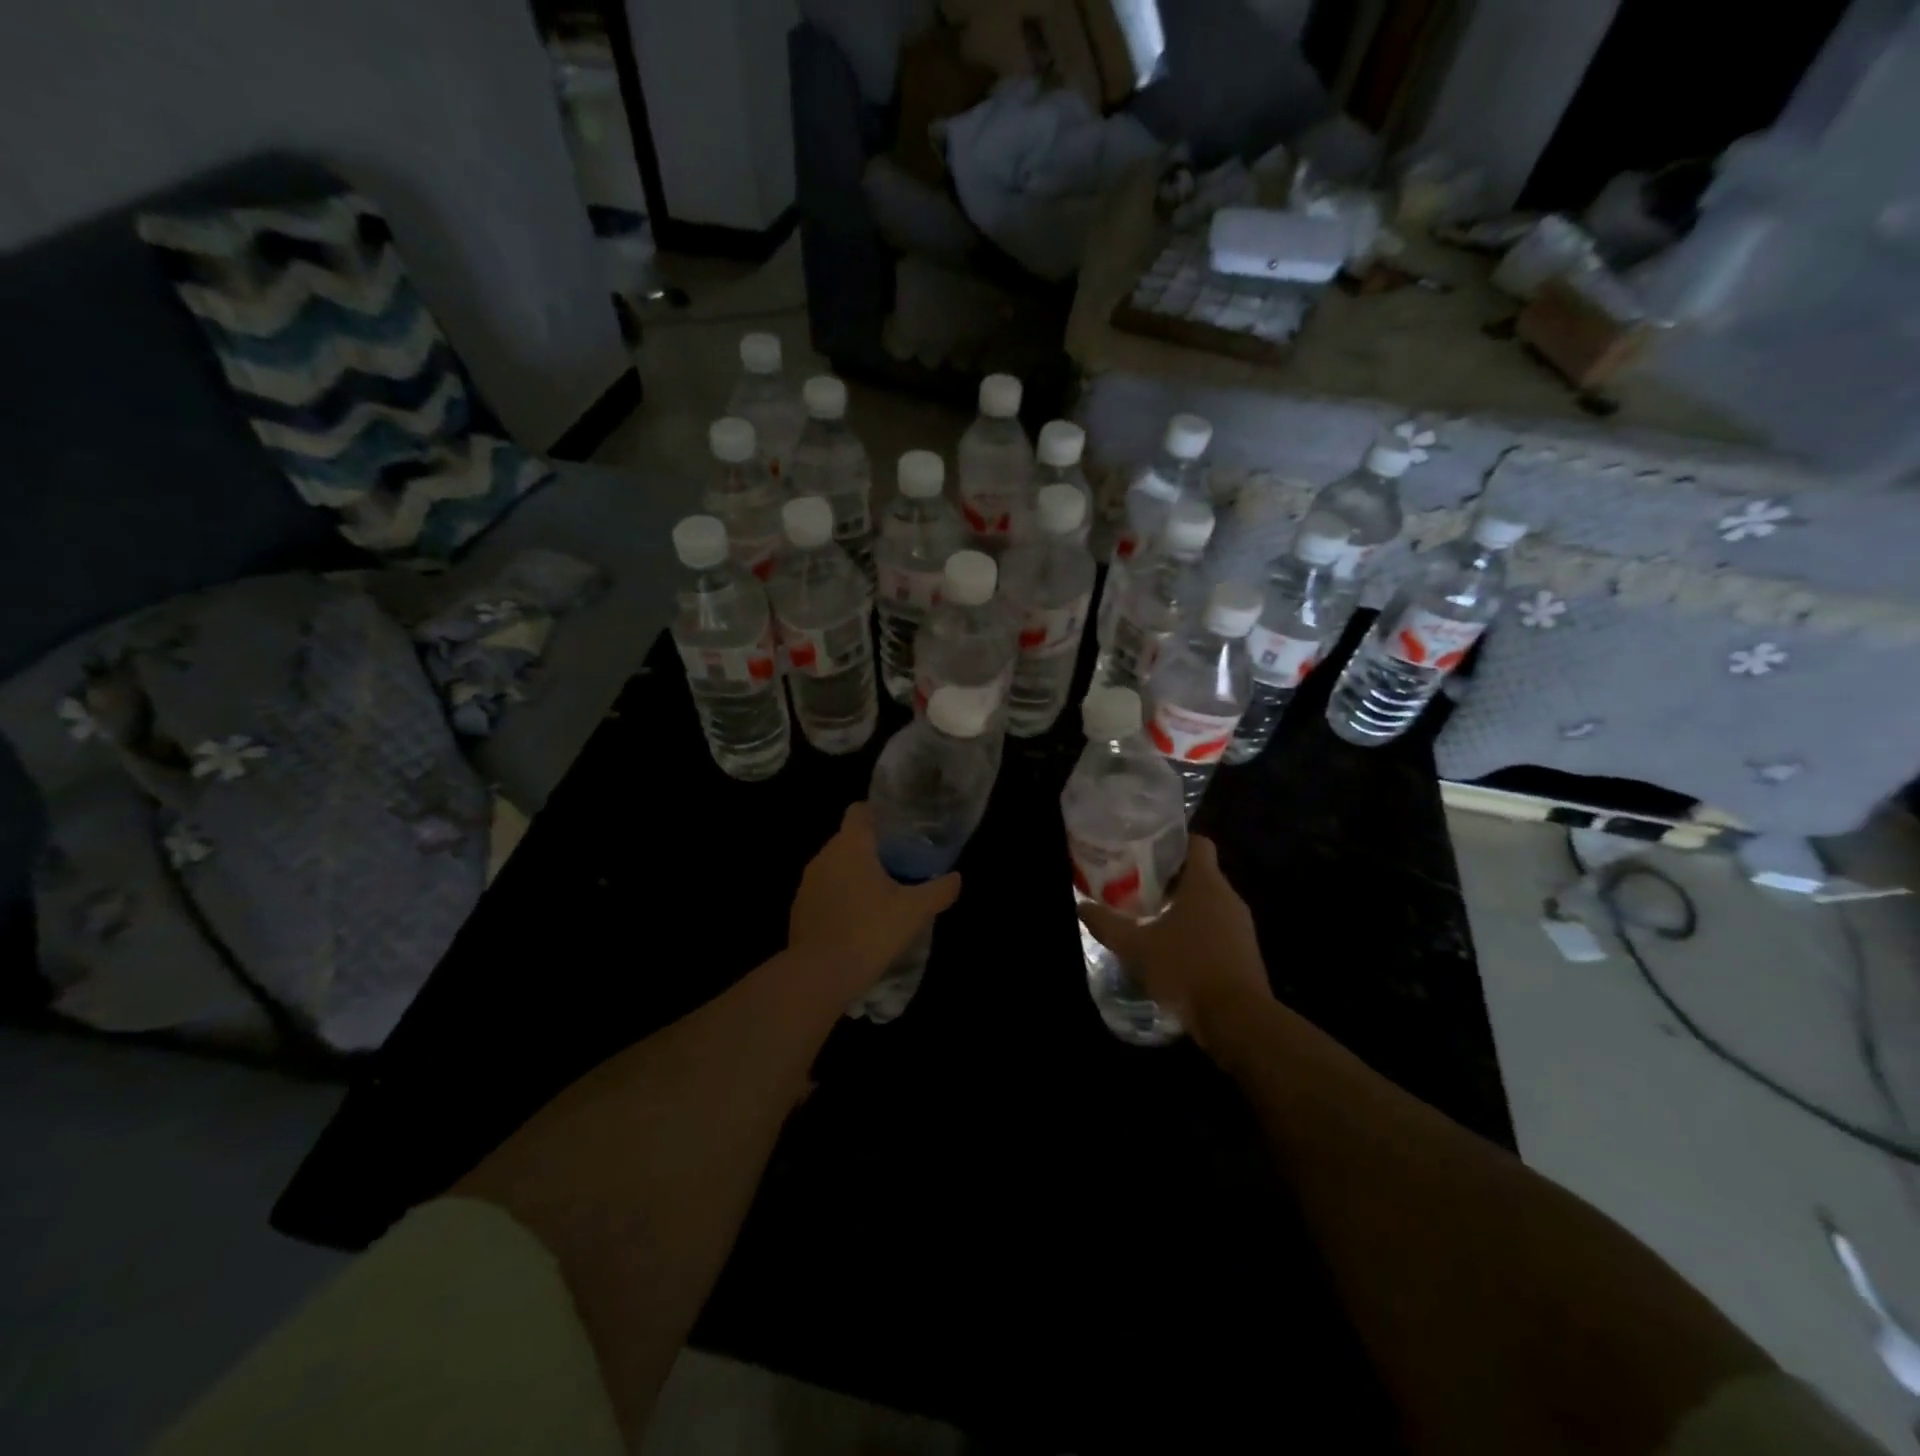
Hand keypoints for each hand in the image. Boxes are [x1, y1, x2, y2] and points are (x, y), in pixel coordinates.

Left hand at [788, 802, 961, 997]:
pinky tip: (857, 921)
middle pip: (849, 839)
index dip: (878, 815)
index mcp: (851, 846)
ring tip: (880, 896)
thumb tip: (956, 878)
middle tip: (900, 866)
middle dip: (872, 849)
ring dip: (854, 875)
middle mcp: (824, 856)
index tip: (898, 831)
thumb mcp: (913, 912)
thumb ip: (938, 890)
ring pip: (835, 866)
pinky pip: (824, 891)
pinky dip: (840, 898)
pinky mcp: (799, 908)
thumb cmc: (869, 931)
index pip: (859, 811)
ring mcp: (807, 883)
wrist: (819, 975)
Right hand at [1077, 836, 1271, 1048]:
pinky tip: (1172, 949)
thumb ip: (1107, 925)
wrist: (1237, 1020)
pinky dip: (1196, 931)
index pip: (1198, 843)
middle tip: (1137, 885)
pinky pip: (1218, 929)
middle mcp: (1228, 897)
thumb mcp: (1136, 947)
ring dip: (1182, 907)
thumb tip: (1080, 907)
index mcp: (1206, 883)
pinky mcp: (1245, 952)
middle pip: (1199, 874)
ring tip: (1150, 917)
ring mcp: (1241, 926)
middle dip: (1169, 878)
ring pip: (1208, 903)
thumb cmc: (1186, 969)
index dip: (1174, 842)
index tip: (1147, 850)